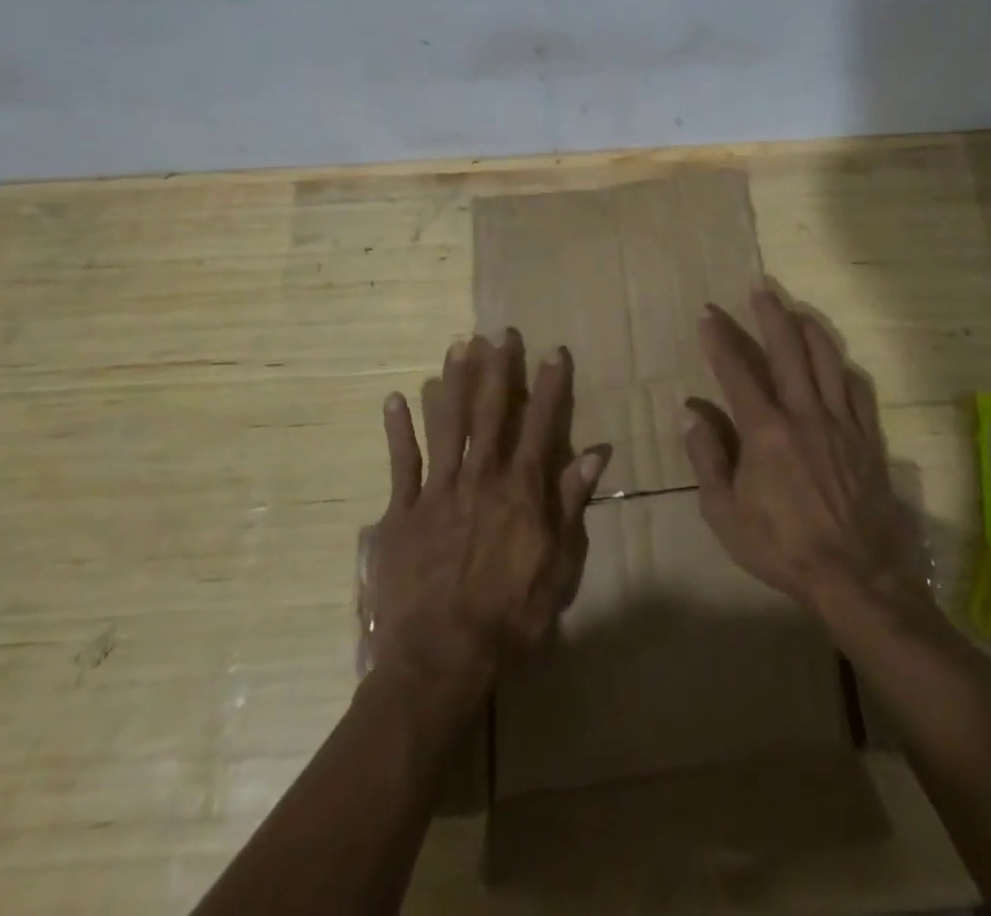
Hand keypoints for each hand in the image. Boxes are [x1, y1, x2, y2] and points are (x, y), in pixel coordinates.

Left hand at [369, 332, 609, 699]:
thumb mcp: (558, 565)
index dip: (549, 386)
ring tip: (456, 346)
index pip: (540, 425)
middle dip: (497, 370)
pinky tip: (396, 397)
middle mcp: (480, 477)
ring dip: (451, 383)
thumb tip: (595, 453)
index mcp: (521, 490)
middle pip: (489, 413)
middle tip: (499, 333)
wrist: (440, 658)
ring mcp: (438, 491)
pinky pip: (401, 463)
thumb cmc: (510, 617)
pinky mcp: (402, 512)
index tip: (553, 351)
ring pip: (446, 425)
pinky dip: (398, 429)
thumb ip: (571, 504)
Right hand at [685, 285, 928, 620]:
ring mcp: (841, 423)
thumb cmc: (781, 547)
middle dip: (770, 314)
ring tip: (797, 309)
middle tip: (760, 287)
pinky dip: (844, 369)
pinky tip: (838, 361)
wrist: (855, 577)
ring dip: (809, 329)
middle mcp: (804, 414)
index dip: (721, 340)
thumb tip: (692, 415)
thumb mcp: (725, 514)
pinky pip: (859, 391)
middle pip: (787, 350)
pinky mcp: (868, 439)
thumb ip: (708, 459)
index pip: (738, 371)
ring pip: (827, 360)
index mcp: (765, 430)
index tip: (708, 316)